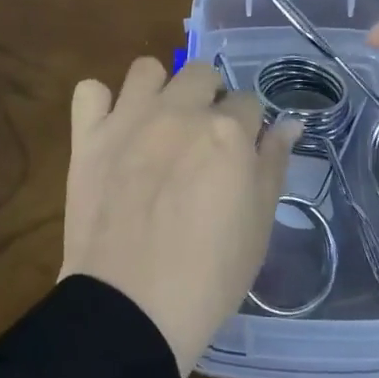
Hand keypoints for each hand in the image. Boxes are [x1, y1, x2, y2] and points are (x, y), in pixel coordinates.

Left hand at [61, 59, 302, 376]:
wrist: (132, 308)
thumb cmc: (209, 275)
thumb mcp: (260, 224)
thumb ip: (274, 164)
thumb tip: (289, 123)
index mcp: (227, 130)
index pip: (249, 101)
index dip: (248, 127)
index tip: (240, 154)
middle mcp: (180, 110)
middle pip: (201, 73)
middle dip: (208, 96)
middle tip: (201, 137)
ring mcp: (130, 118)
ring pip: (146, 68)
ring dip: (157, 89)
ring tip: (156, 124)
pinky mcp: (89, 135)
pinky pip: (90, 91)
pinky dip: (100, 104)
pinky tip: (110, 128)